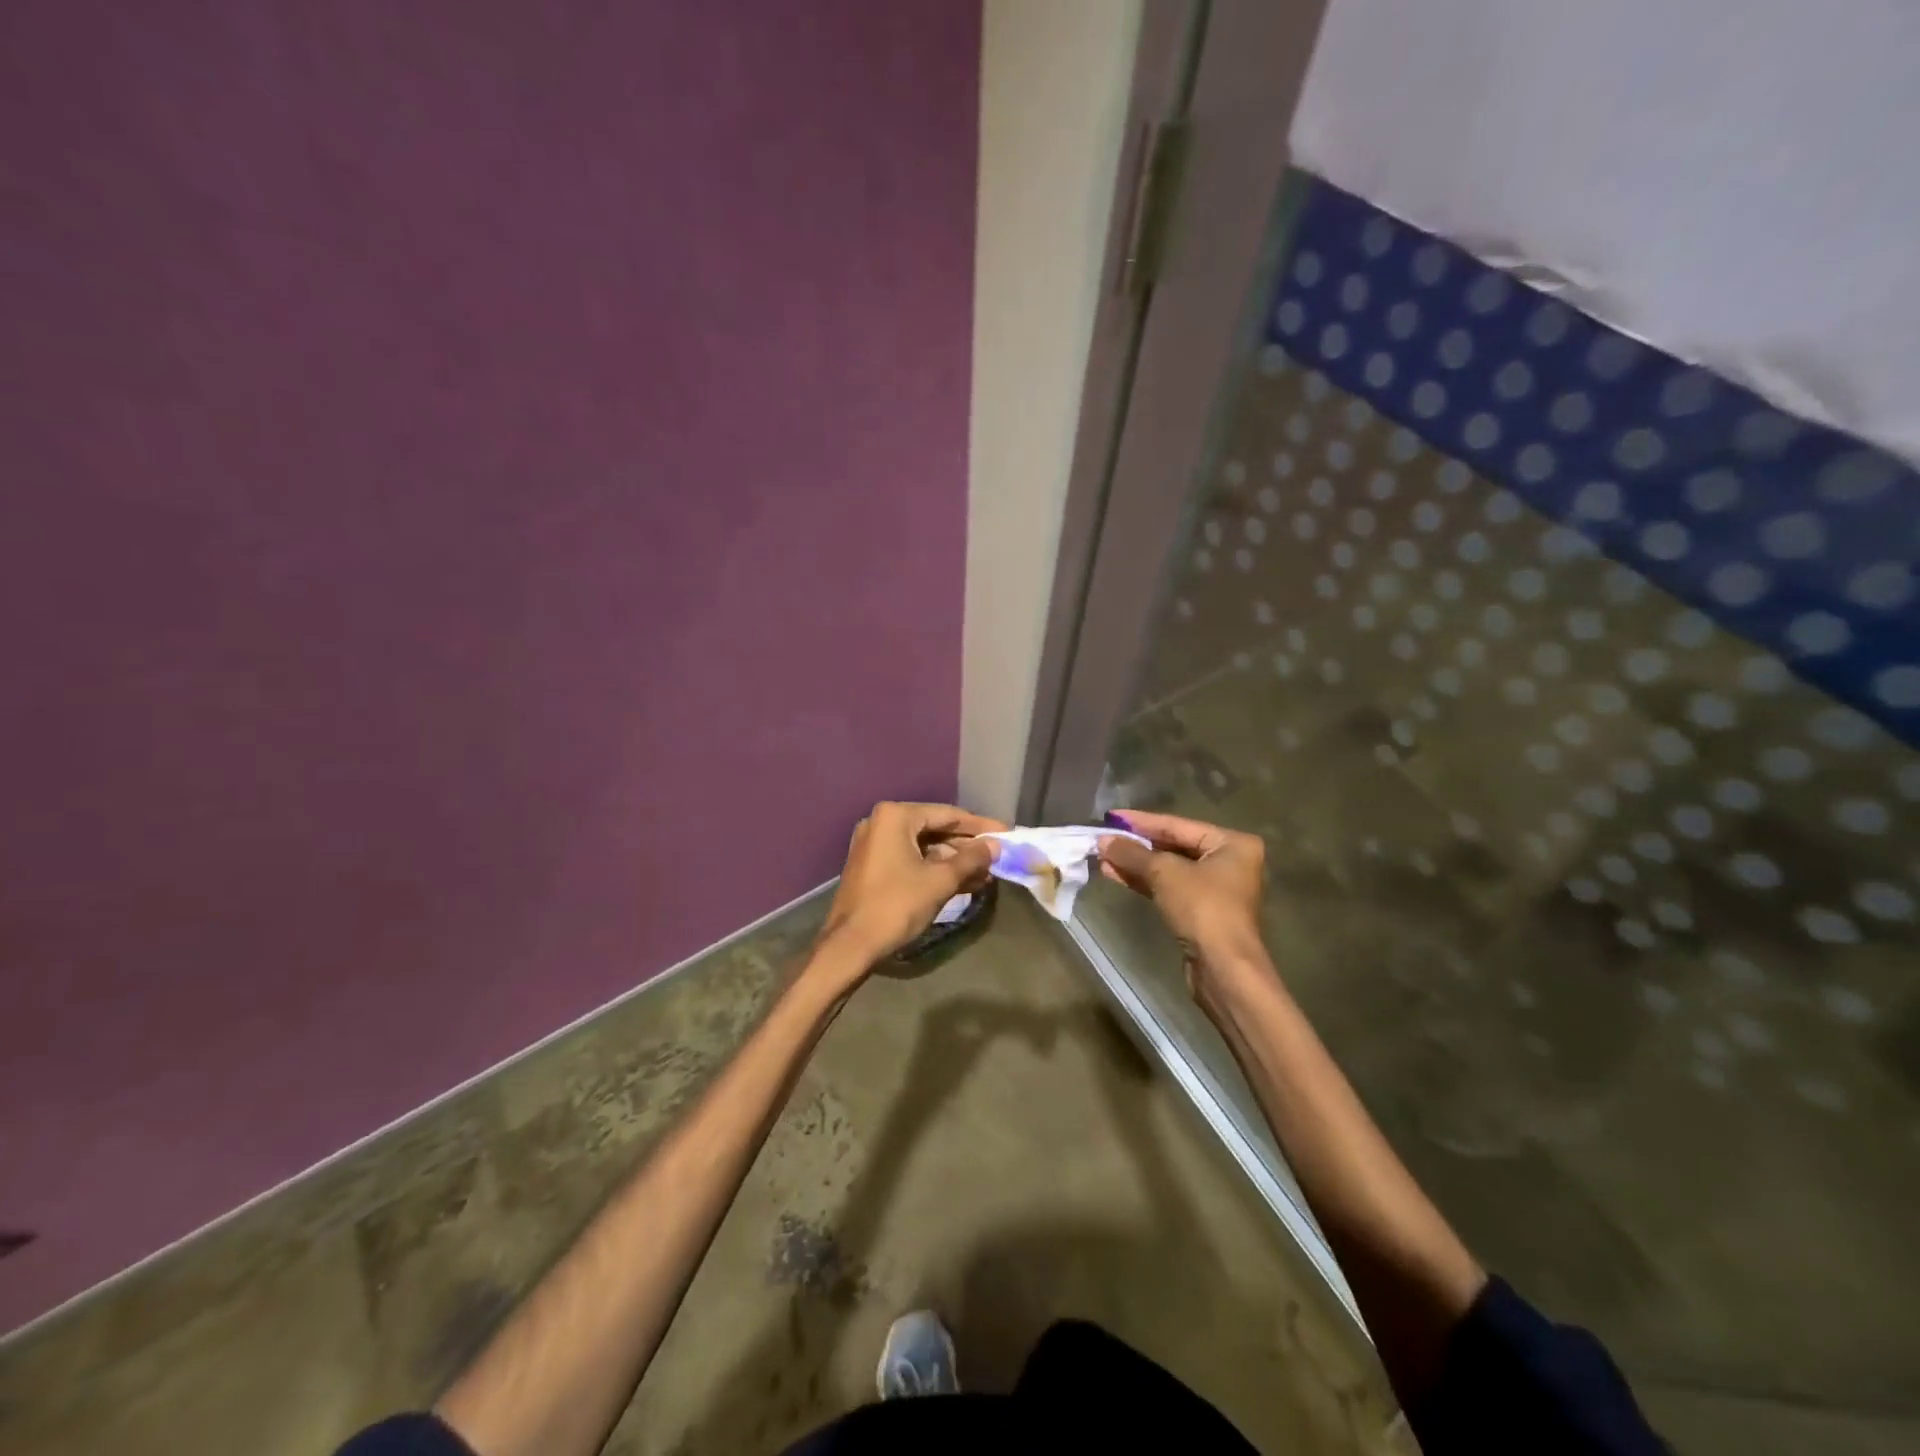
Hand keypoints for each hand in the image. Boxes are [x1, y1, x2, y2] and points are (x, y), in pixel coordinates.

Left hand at [817, 802, 1004, 970]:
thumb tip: (996, 846)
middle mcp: (881, 822)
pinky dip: (935, 870)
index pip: (948, 814)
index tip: (1007, 833)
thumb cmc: (897, 905)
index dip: (980, 826)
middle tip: (999, 856)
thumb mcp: (940, 881)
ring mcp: (874, 845)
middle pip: (935, 829)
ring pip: (924, 847)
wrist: (850, 945)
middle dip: (967, 847)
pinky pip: (911, 860)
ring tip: (987, 875)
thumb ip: (971, 859)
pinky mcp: (873, 866)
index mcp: (895, 816)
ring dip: (954, 861)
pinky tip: (964, 883)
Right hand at [1097, 810, 1266, 981]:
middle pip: (1173, 846)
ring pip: (1168, 869)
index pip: (1178, 825)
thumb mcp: (1165, 873)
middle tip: (1104, 838)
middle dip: (1136, 845)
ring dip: (1135, 864)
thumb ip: (1133, 853)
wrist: (1223, 968)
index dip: (1141, 821)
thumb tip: (1103, 841)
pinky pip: (1168, 887)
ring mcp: (1215, 888)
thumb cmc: (1203, 908)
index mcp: (1231, 843)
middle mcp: (1228, 861)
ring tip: (1102, 857)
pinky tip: (1116, 875)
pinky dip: (1144, 881)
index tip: (1111, 816)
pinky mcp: (1201, 911)